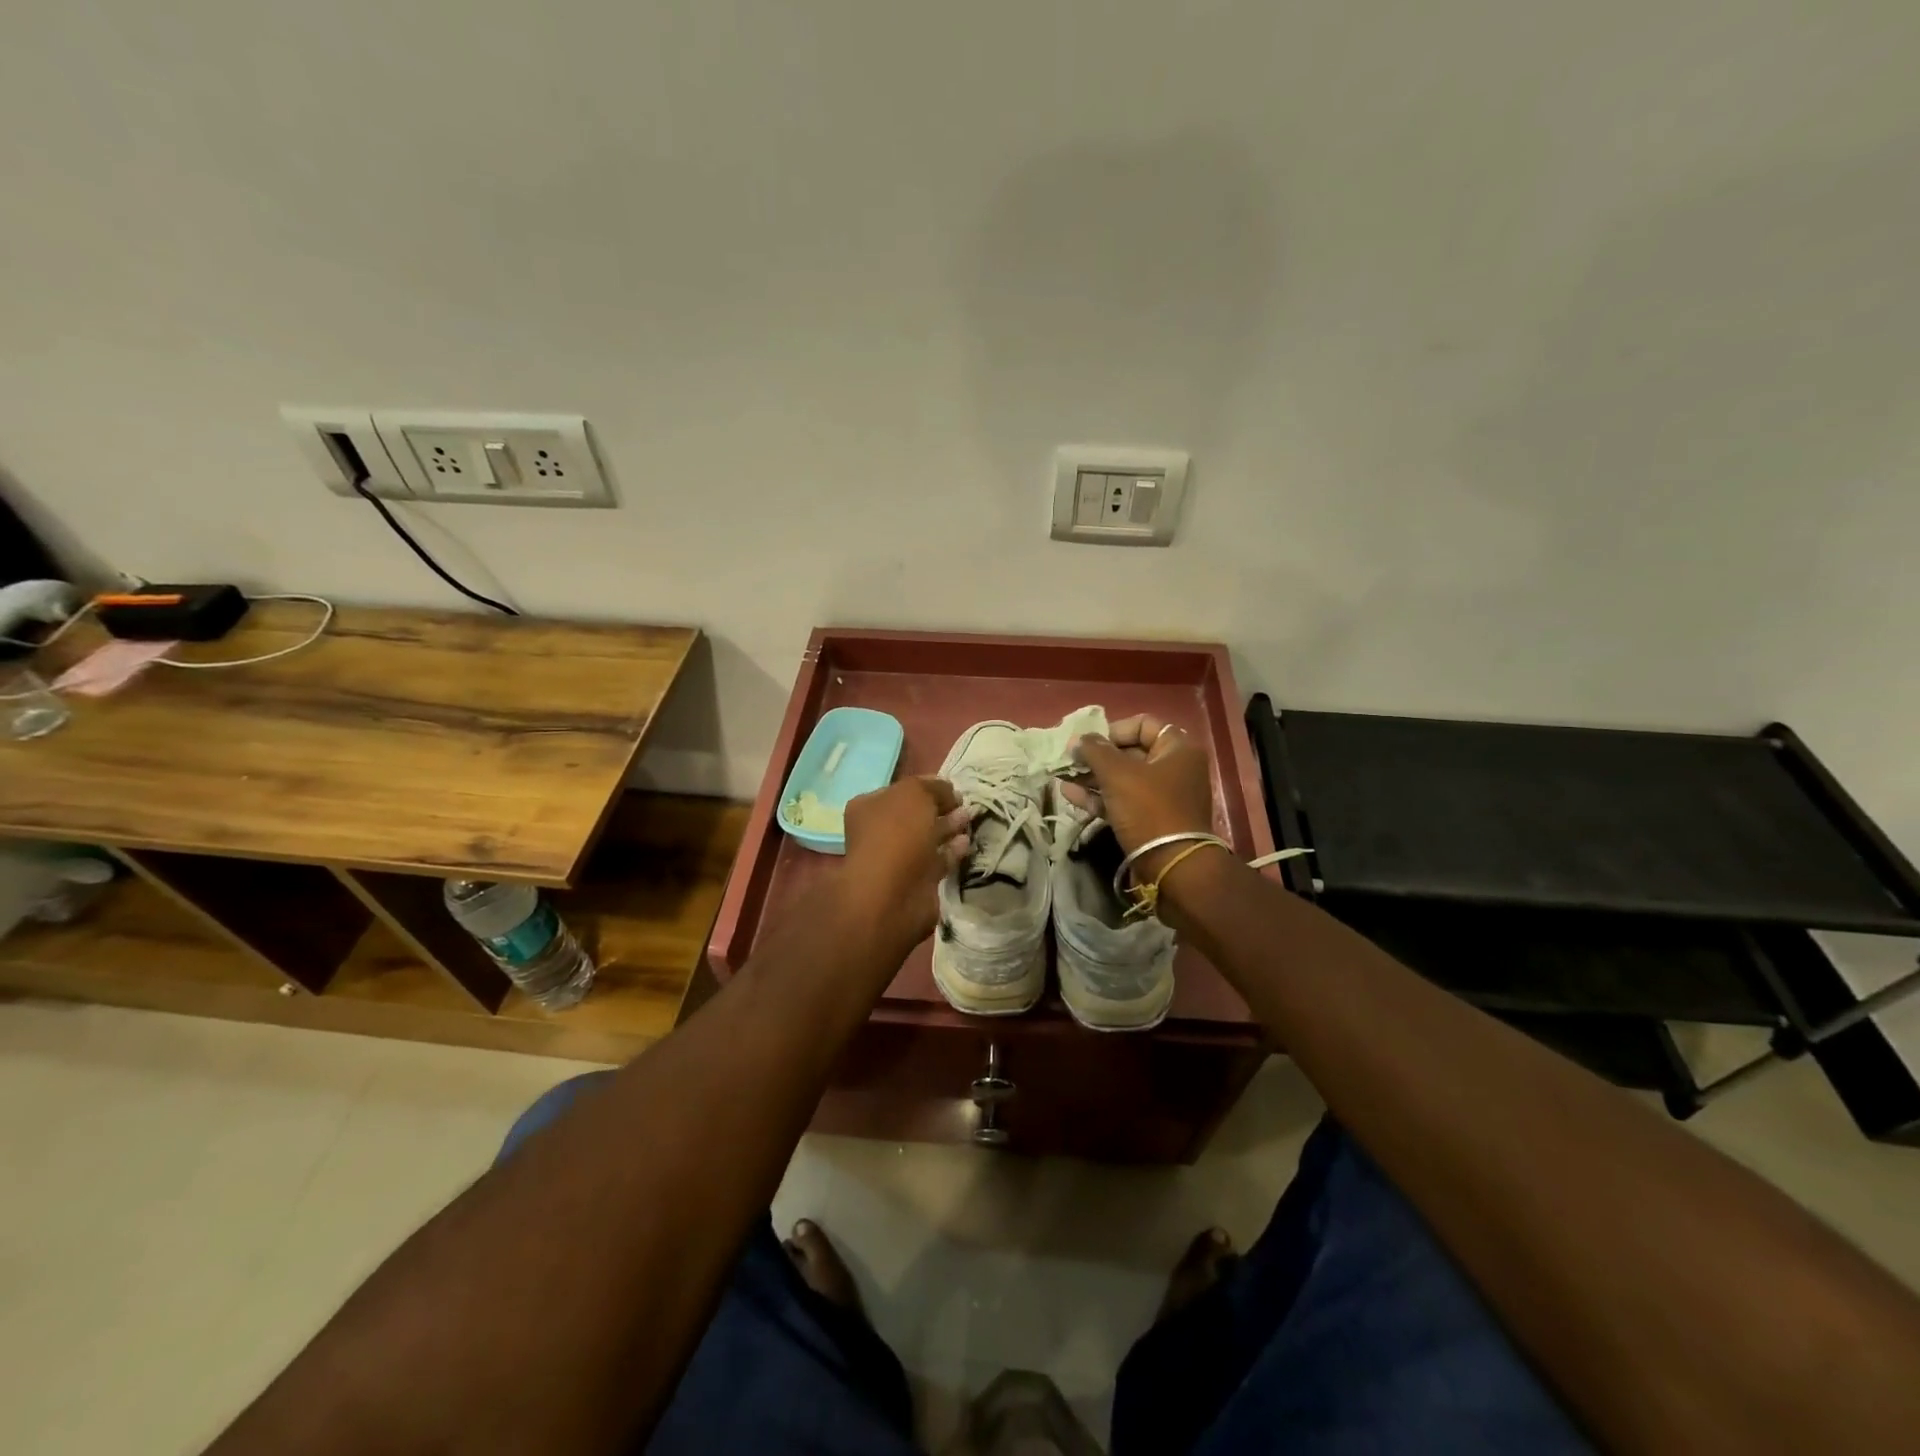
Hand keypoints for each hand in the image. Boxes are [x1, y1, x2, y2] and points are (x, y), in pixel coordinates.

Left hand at [839, 776, 970, 959]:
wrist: (892, 894)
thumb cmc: (897, 834)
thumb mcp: (915, 793)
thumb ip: (933, 787)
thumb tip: (948, 790)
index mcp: (870, 807)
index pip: (901, 790)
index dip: (927, 786)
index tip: (952, 787)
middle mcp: (879, 832)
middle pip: (914, 815)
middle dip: (939, 808)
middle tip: (963, 802)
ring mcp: (897, 859)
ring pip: (926, 838)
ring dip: (948, 828)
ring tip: (969, 818)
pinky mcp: (916, 881)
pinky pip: (936, 860)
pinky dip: (951, 851)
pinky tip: (966, 842)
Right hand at [1061, 714, 1215, 880]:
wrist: (1172, 867)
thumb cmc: (1148, 809)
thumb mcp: (1118, 775)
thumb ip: (1095, 751)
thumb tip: (1079, 739)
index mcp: (1177, 749)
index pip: (1143, 724)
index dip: (1112, 730)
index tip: (1089, 743)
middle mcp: (1174, 769)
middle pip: (1130, 752)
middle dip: (1097, 756)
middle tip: (1070, 760)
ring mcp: (1163, 797)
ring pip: (1123, 779)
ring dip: (1093, 777)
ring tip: (1063, 775)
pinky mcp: (1150, 820)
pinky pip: (1122, 801)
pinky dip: (1098, 797)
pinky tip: (1069, 794)